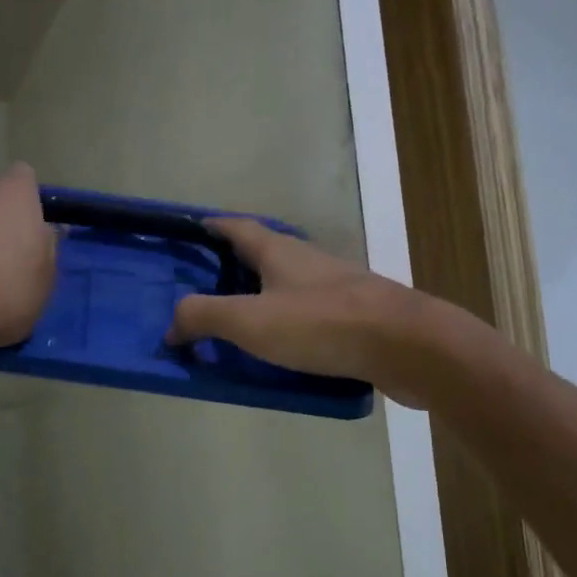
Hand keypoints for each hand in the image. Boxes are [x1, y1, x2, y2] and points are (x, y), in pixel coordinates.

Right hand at [167, 218, 421, 404]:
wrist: (406, 347)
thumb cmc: (322, 324)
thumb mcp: (250, 321)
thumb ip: (204, 317)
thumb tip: (170, 327)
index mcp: (279, 252)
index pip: (237, 227)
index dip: (212, 226)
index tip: (192, 228)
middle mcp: (307, 262)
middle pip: (262, 254)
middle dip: (232, 266)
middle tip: (202, 287)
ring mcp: (334, 288)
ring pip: (286, 285)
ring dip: (260, 297)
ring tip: (234, 323)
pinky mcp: (353, 317)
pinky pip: (307, 314)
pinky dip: (285, 323)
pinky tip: (277, 349)